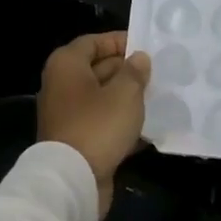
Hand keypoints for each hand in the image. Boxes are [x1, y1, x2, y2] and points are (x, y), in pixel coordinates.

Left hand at [37, 31, 152, 218]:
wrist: (72, 179)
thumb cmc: (98, 126)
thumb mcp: (125, 94)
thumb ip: (134, 72)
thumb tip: (138, 59)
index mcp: (66, 66)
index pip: (93, 42)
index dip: (119, 41)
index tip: (146, 46)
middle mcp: (61, 86)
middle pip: (97, 69)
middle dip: (127, 71)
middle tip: (158, 73)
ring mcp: (67, 115)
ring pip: (101, 99)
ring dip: (127, 98)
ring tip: (158, 98)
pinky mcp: (76, 140)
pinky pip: (102, 123)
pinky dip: (121, 123)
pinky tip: (148, 128)